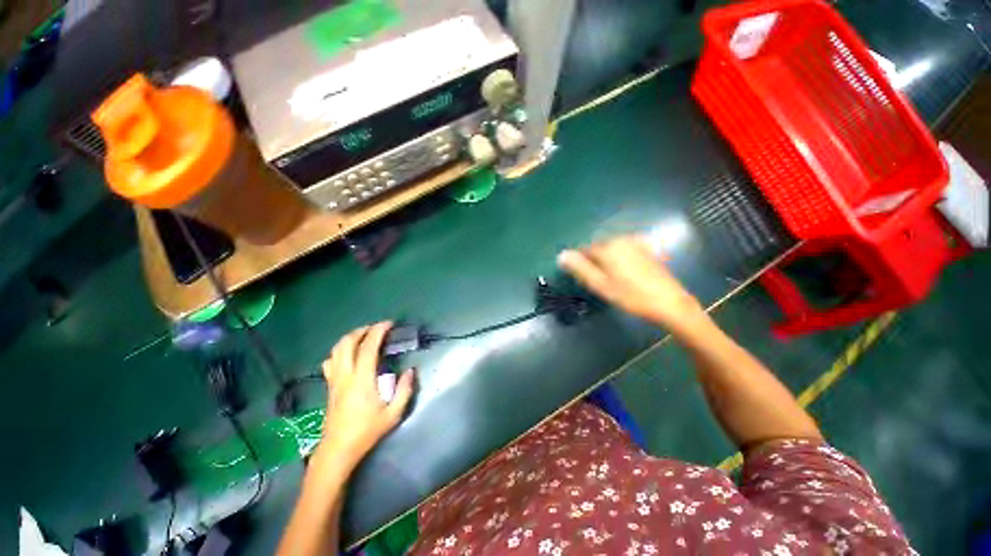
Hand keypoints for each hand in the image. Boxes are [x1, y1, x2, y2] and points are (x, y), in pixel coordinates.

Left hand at [317, 322, 414, 470]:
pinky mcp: (329, 386)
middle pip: (347, 343)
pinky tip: (348, 355)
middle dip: (362, 330)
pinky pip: (330, 361)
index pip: (368, 347)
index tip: (389, 324)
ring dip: (350, 338)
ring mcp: (334, 380)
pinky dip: (339, 351)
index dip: (378, 331)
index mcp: (362, 380)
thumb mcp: (393, 414)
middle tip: (377, 328)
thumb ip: (404, 390)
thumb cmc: (367, 432)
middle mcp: (345, 375)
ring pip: (336, 350)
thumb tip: (411, 371)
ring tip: (364, 336)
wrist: (337, 450)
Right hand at [558, 235, 704, 331]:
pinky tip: (628, 273)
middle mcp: (620, 239)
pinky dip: (621, 259)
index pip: (583, 251)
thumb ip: (580, 268)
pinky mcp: (646, 248)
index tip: (587, 281)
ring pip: (611, 250)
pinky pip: (625, 251)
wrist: (669, 302)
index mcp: (607, 247)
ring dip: (608, 262)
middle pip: (598, 249)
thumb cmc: (631, 296)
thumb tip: (561, 254)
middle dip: (595, 262)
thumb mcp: (600, 285)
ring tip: (615, 281)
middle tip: (602, 283)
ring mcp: (636, 242)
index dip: (582, 265)